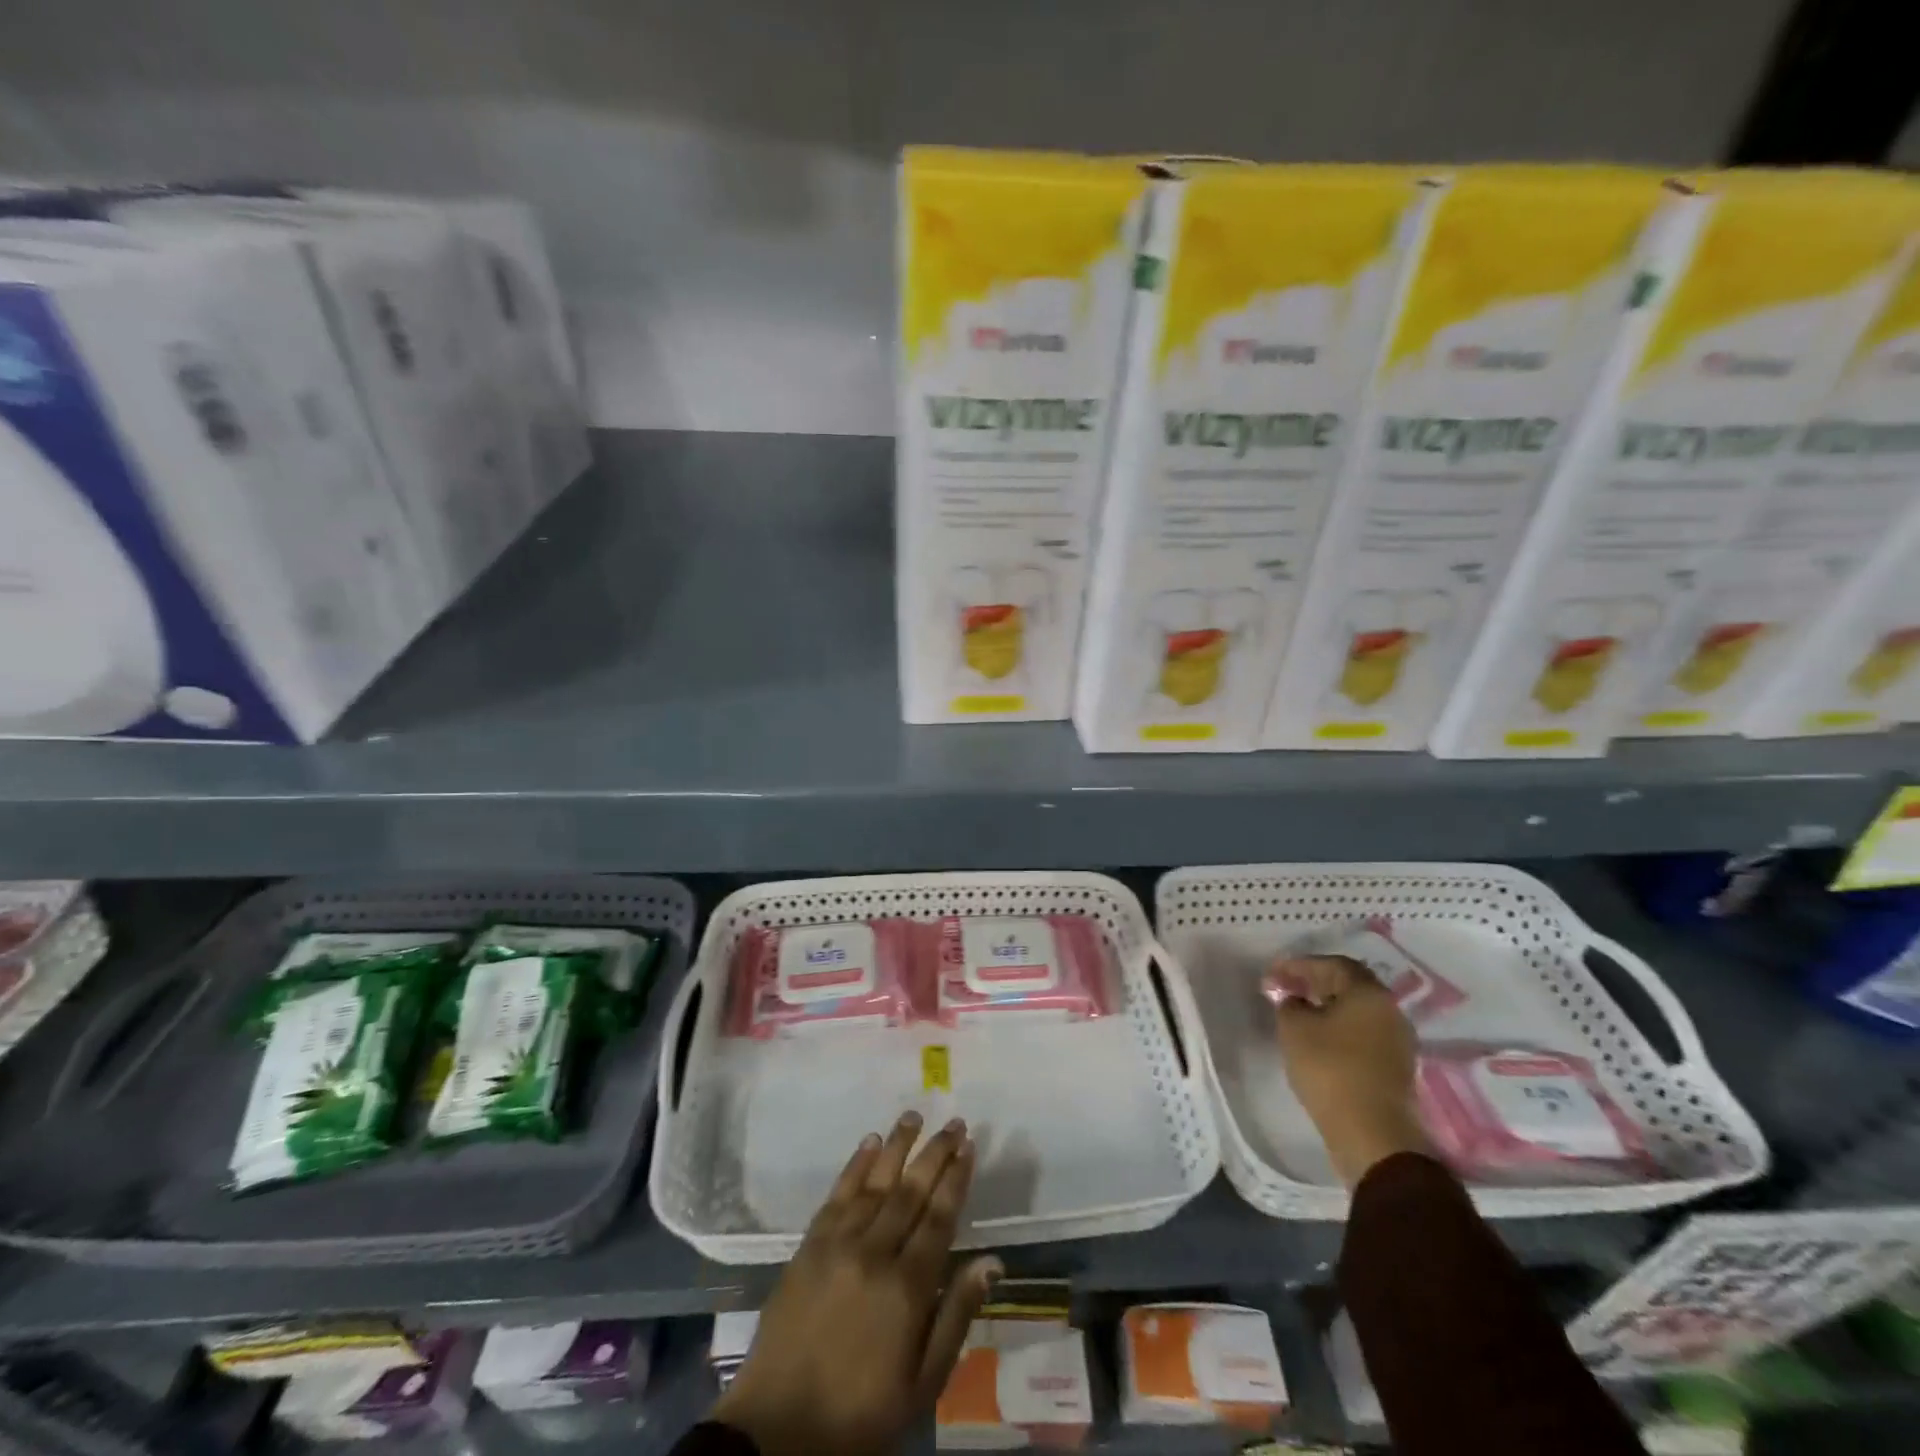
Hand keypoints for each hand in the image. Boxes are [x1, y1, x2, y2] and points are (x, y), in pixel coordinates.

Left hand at [712, 1113, 1000, 1455]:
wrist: (779, 1430)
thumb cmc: (860, 1413)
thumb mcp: (922, 1383)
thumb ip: (956, 1316)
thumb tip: (992, 1261)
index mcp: (908, 1288)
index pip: (940, 1216)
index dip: (956, 1178)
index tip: (969, 1145)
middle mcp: (875, 1253)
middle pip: (911, 1191)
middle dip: (935, 1153)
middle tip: (954, 1122)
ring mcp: (838, 1245)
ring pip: (875, 1182)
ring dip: (897, 1146)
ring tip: (914, 1115)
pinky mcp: (809, 1246)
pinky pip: (837, 1195)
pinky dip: (856, 1165)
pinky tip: (870, 1143)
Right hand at [1271, 954, 1431, 1187]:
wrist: (1371, 1134)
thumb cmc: (1330, 1069)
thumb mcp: (1294, 1028)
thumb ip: (1288, 1004)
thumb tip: (1293, 999)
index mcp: (1369, 993)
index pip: (1332, 964)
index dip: (1298, 965)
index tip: (1272, 974)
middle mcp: (1390, 1010)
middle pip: (1349, 985)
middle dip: (1314, 982)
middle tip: (1286, 988)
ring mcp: (1397, 1040)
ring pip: (1357, 1011)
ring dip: (1327, 1006)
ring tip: (1299, 1013)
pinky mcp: (1395, 1067)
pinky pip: (1363, 1034)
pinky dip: (1340, 1028)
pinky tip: (1319, 1038)